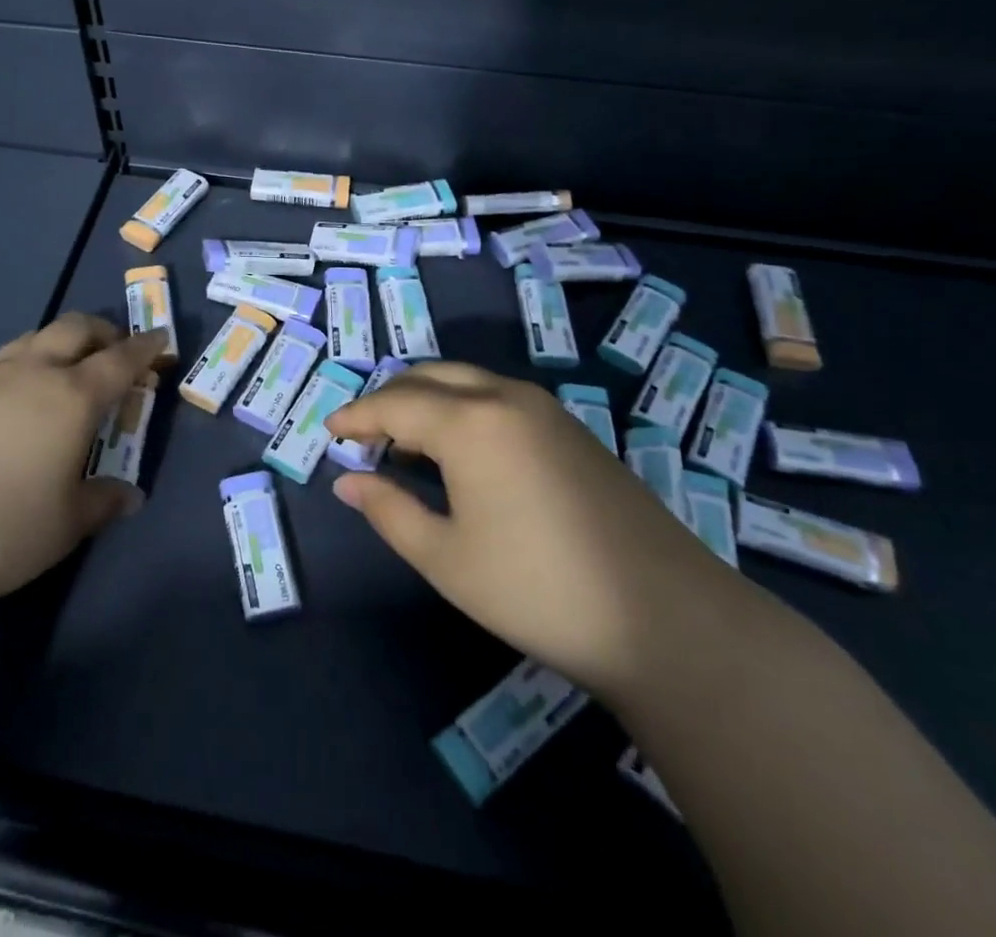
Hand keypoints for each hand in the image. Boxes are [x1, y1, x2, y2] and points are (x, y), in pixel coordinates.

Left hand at [0, 313, 163, 619]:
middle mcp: (33, 373)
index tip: (162, 342)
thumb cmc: (3, 527)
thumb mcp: (67, 523)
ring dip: (62, 343)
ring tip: (70, 371)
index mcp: (72, 396)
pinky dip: (29, 363)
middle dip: (104, 332)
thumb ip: (103, 501)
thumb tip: (130, 496)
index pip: (120, 359)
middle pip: (75, 329)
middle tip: (118, 353)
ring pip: (35, 338)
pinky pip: (6, 361)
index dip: (145, 349)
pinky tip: (23, 399)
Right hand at [323, 362, 744, 696]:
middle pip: (429, 377)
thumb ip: (389, 511)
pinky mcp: (571, 428)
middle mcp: (504, 397)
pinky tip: (461, 454)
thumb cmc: (537, 589)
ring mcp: (544, 408)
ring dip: (427, 400)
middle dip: (389, 400)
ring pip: (466, 381)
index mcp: (468, 422)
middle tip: (364, 437)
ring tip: (406, 445)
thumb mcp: (446, 558)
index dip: (356, 416)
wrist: (666, 617)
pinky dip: (462, 409)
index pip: (394, 403)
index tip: (329, 431)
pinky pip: (497, 397)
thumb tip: (348, 482)